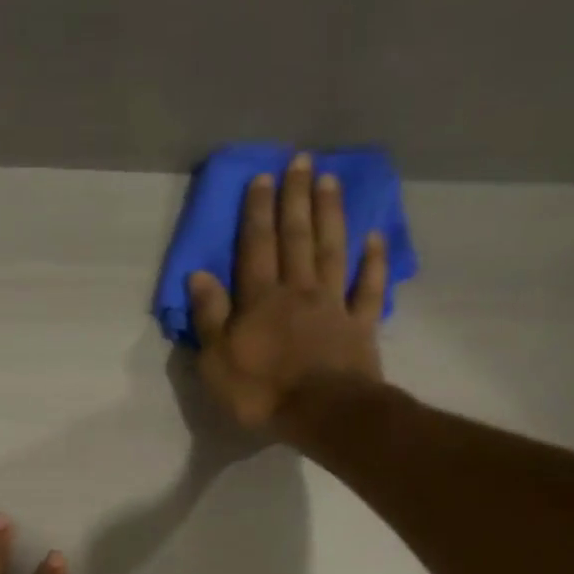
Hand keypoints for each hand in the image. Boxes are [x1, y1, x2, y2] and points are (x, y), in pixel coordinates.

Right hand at [186, 152, 390, 435]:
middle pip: (296, 238)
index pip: (256, 247)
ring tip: (330, 180)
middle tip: (301, 161)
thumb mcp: (216, 361)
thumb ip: (209, 317)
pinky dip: (373, 261)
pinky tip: (375, 236)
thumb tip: (198, 276)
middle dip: (296, 198)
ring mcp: (333, 305)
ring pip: (331, 250)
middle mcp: (298, 291)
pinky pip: (368, 287)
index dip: (257, 212)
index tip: (262, 177)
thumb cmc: (261, 391)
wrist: (322, 413)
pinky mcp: (360, 325)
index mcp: (260, 299)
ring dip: (330, 214)